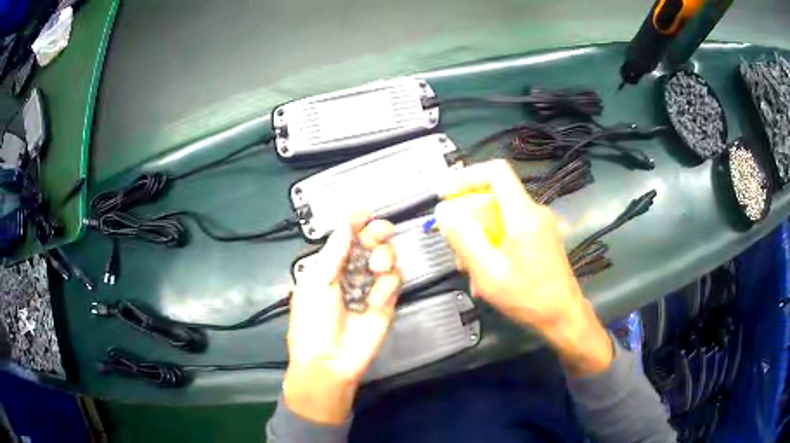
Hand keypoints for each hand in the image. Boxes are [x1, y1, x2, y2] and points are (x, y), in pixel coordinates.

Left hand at [283, 214, 400, 423]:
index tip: (364, 212)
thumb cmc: (312, 322)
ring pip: (387, 258)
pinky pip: (394, 282)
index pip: (345, 238)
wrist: (329, 361)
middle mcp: (351, 273)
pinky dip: (387, 285)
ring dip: (384, 257)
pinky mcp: (386, 303)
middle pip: (371, 243)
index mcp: (329, 267)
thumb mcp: (316, 283)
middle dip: (376, 233)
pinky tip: (375, 299)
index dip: (354, 223)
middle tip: (380, 231)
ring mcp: (370, 288)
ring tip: (374, 269)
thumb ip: (334, 253)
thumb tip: (345, 226)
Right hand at [435, 160, 612, 375]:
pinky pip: (510, 230)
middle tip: (455, 248)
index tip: (446, 195)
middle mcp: (534, 212)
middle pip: (493, 198)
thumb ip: (464, 238)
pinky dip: (494, 244)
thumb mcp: (488, 272)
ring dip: (480, 237)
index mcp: (523, 214)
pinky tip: (487, 273)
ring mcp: (540, 225)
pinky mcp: (541, 237)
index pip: (496, 172)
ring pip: (499, 217)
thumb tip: (444, 211)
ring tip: (471, 269)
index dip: (467, 177)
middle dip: (469, 219)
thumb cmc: (528, 297)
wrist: (563, 316)